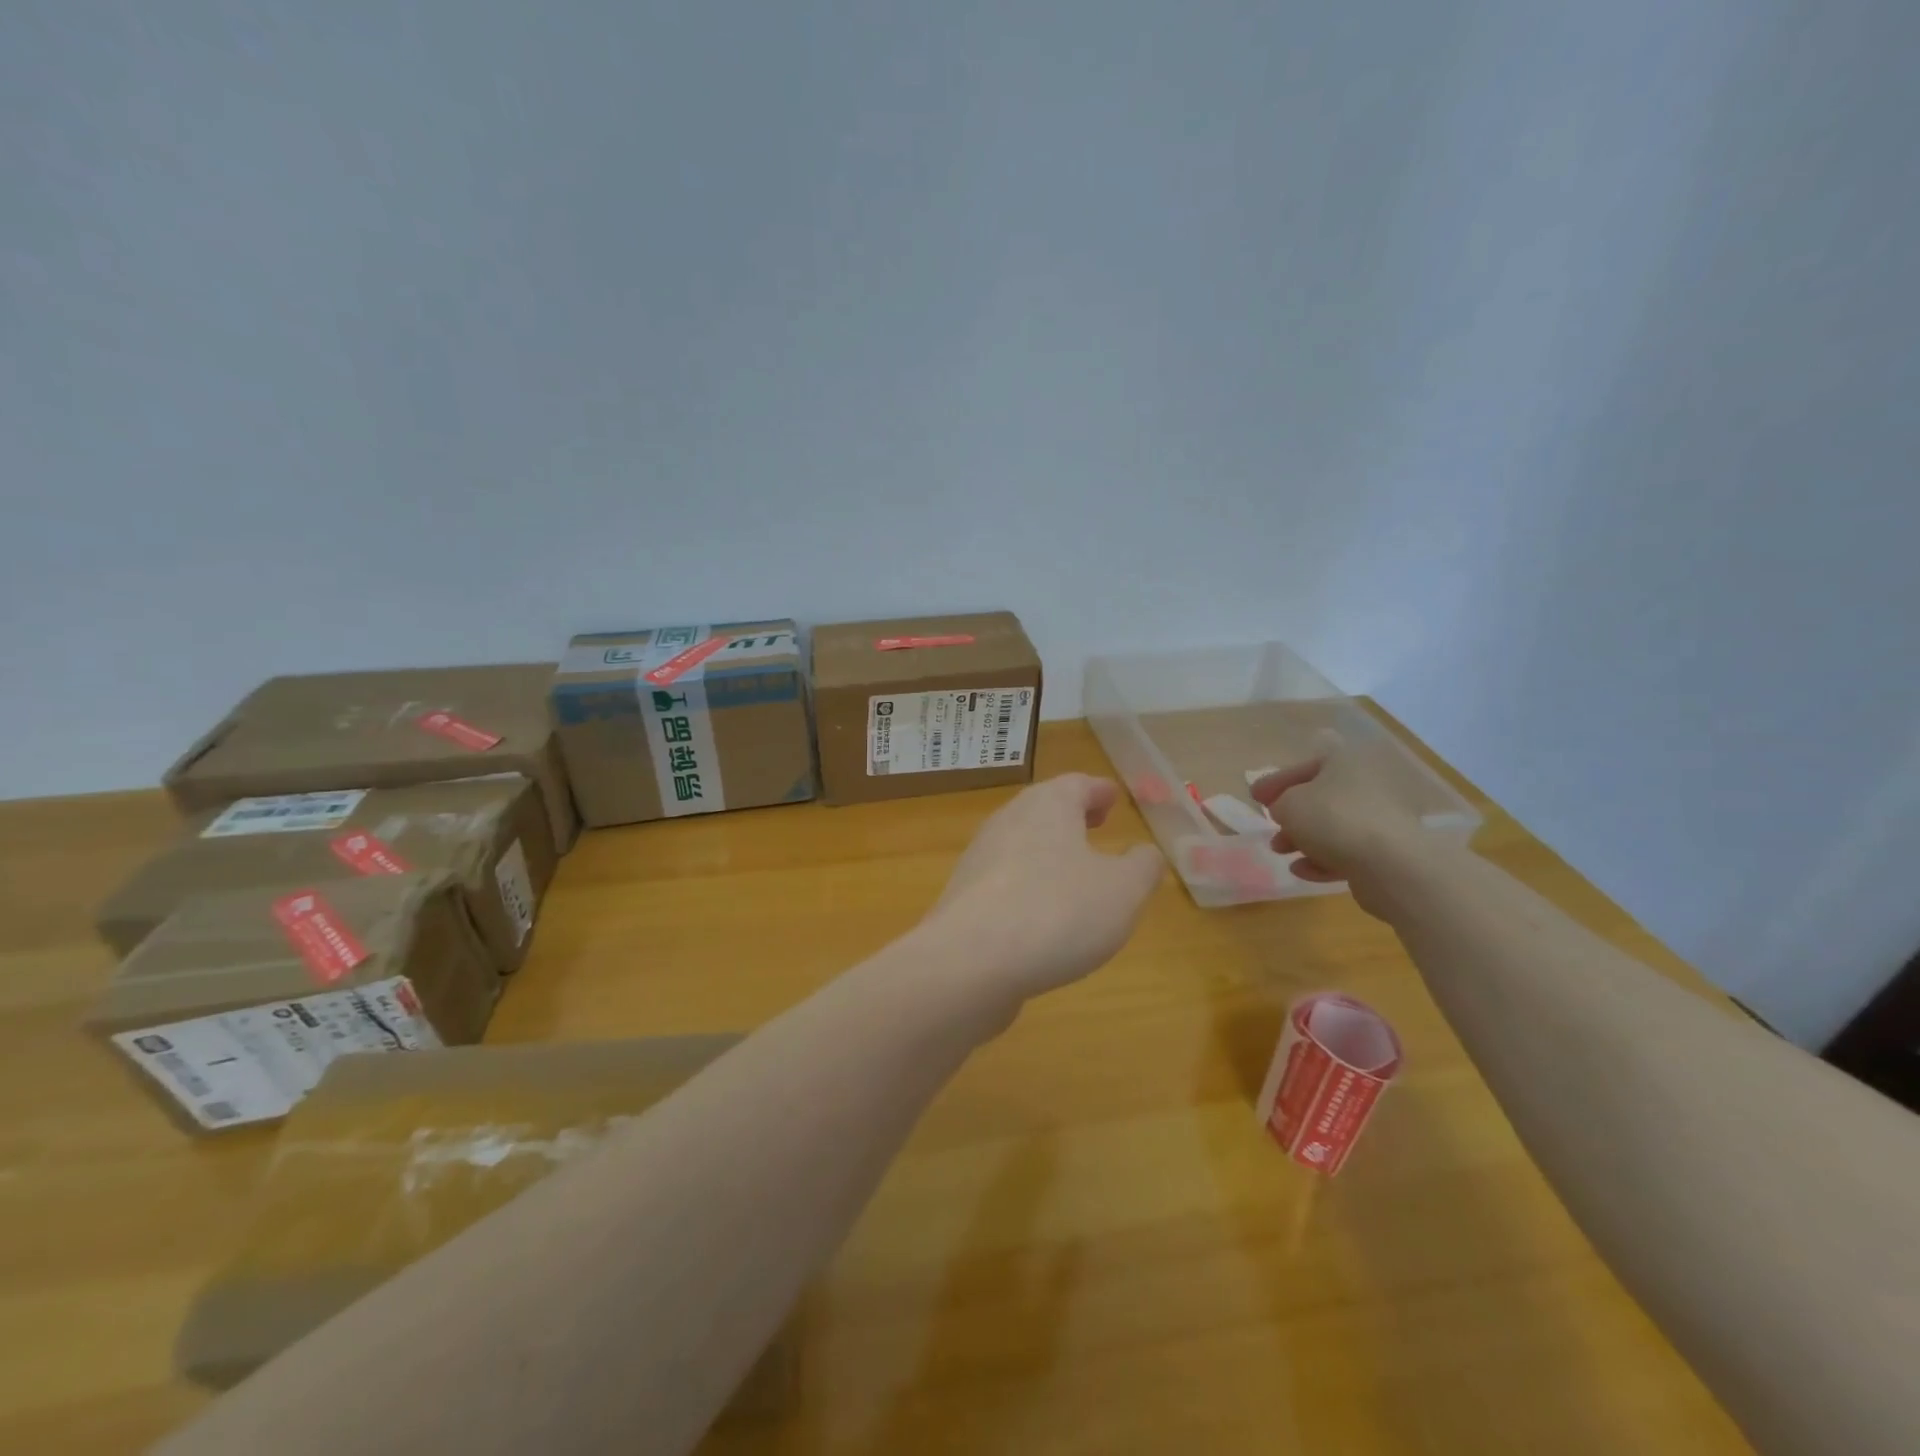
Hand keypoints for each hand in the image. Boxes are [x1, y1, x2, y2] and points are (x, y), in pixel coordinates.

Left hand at [922, 774, 1163, 1009]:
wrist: (970, 961)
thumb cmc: (1058, 912)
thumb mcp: (1123, 891)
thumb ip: (1142, 867)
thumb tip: (1145, 853)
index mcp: (1048, 806)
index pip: (1077, 785)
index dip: (1099, 791)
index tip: (1112, 797)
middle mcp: (1008, 821)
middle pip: (1044, 809)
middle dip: (1072, 817)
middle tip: (1096, 825)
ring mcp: (980, 858)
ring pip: (1022, 843)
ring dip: (1048, 852)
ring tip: (1074, 873)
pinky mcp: (964, 896)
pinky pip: (1005, 880)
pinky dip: (1028, 884)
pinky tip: (1041, 914)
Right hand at [1250, 734, 1428, 910]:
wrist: (1390, 864)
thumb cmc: (1332, 819)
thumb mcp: (1289, 804)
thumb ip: (1280, 803)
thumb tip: (1286, 809)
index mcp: (1346, 762)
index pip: (1305, 765)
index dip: (1276, 781)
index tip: (1255, 797)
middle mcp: (1367, 785)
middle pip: (1321, 797)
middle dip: (1291, 814)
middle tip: (1271, 826)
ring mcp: (1380, 819)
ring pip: (1333, 827)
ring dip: (1303, 839)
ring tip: (1280, 851)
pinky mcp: (1386, 852)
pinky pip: (1347, 852)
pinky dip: (1322, 859)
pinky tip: (1301, 871)